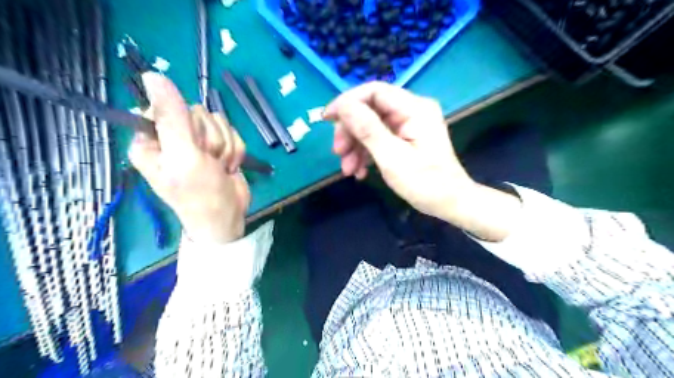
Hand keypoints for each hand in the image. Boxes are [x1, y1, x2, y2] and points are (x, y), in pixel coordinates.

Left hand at [128, 73, 248, 245]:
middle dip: (211, 139)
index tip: (192, 145)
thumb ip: (172, 117)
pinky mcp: (220, 147)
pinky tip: (230, 167)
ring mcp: (198, 142)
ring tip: (219, 167)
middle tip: (209, 162)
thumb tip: (152, 75)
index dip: (186, 124)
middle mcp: (173, 138)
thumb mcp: (184, 156)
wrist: (228, 216)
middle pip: (198, 113)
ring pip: (218, 122)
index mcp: (152, 139)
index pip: (167, 106)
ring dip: (225, 146)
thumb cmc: (200, 194)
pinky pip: (233, 132)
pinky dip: (236, 151)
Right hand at [322, 81, 472, 222]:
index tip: (327, 119)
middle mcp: (411, 111)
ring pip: (371, 126)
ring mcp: (409, 125)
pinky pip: (379, 138)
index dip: (347, 102)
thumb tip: (343, 106)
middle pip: (370, 110)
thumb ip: (368, 129)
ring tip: (348, 170)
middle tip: (338, 153)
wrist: (450, 204)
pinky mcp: (405, 138)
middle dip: (350, 131)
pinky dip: (366, 153)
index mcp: (414, 109)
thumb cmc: (425, 183)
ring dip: (356, 146)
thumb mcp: (392, 157)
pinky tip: (359, 171)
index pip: (374, 91)